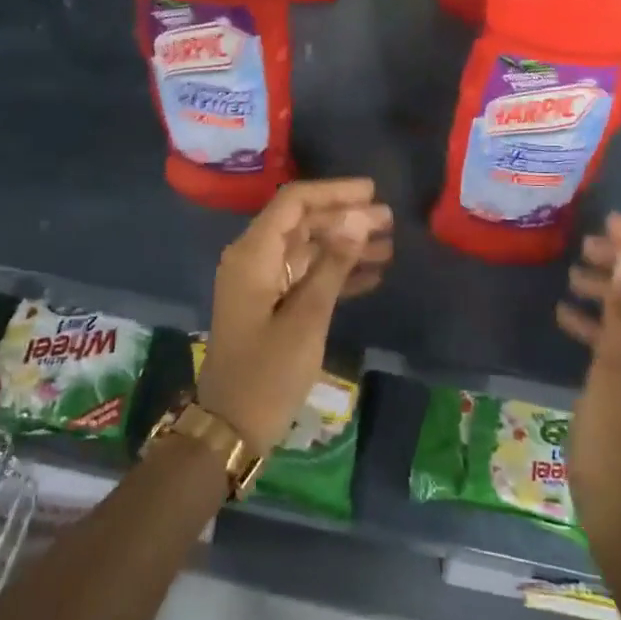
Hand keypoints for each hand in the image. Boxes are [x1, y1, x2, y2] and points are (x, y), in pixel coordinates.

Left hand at [199, 178, 392, 453]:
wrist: (231, 428)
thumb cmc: (268, 372)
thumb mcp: (307, 317)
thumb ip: (333, 263)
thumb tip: (359, 216)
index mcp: (253, 254)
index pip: (293, 202)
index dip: (333, 192)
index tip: (372, 191)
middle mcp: (254, 259)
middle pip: (302, 223)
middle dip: (345, 218)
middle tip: (389, 220)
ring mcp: (261, 282)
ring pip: (307, 249)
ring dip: (345, 245)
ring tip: (389, 245)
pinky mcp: (270, 305)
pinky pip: (305, 276)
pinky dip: (335, 273)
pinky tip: (371, 275)